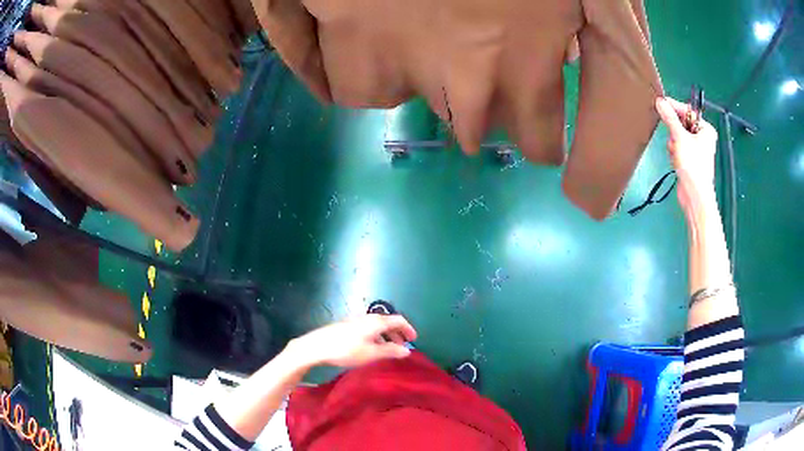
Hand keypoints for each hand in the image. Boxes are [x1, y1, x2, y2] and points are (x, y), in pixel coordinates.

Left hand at [288, 314, 417, 367]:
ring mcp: (355, 321)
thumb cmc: (347, 350)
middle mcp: (367, 317)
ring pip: (377, 326)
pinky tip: (371, 348)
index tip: (414, 340)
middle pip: (388, 322)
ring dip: (386, 336)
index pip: (398, 320)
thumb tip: (407, 350)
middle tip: (403, 346)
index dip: (408, 329)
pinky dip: (376, 336)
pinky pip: (368, 328)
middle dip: (397, 333)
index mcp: (376, 321)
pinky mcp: (346, 326)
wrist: (316, 346)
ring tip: (388, 350)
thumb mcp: (372, 354)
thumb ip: (391, 351)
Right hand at [655, 97, 718, 212]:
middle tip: (673, 140)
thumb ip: (670, 118)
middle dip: (674, 132)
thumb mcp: (680, 137)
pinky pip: (678, 148)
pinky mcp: (690, 159)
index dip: (674, 107)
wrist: (695, 195)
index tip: (660, 104)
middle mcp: (703, 137)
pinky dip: (674, 152)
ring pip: (678, 136)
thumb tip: (660, 101)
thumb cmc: (693, 165)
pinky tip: (676, 161)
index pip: (687, 111)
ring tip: (676, 154)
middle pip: (681, 124)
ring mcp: (696, 149)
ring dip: (673, 144)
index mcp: (705, 129)